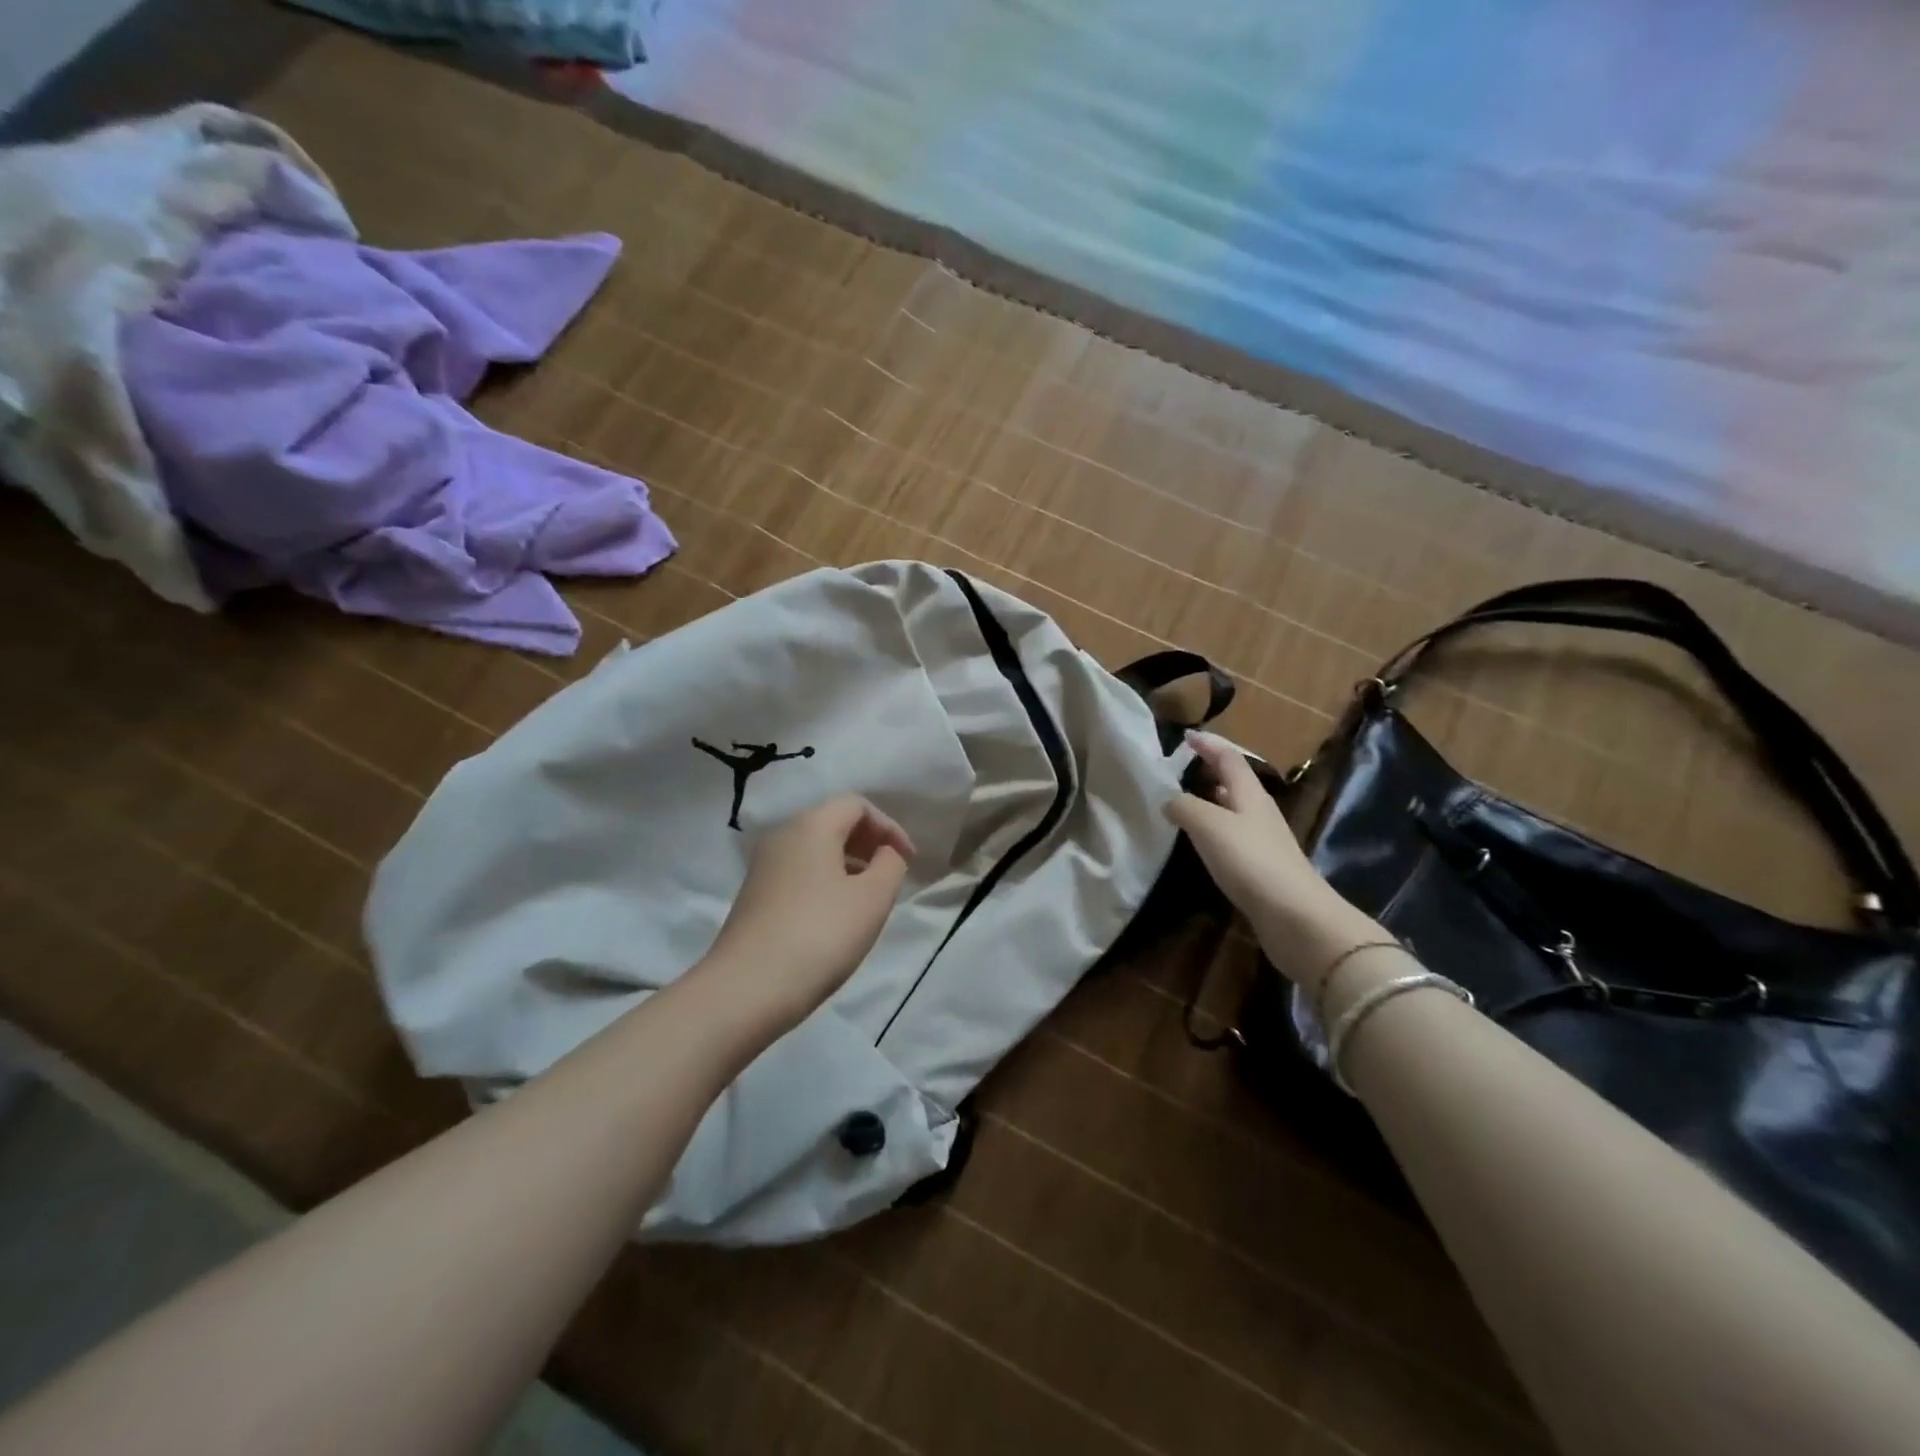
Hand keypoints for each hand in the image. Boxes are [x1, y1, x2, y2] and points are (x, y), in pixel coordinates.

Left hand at [702, 795, 913, 1029]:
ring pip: (815, 850)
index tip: (909, 861)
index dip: (889, 827)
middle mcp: (782, 836)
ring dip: (848, 864)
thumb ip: (891, 865)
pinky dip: (825, 882)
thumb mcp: (873, 898)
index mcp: (811, 825)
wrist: (747, 988)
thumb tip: (885, 854)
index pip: (857, 805)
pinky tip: (836, 918)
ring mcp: (763, 867)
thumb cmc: (820, 934)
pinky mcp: (754, 896)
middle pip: (833, 823)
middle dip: (868, 843)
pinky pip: (799, 874)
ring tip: (868, 899)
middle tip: (891, 876)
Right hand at [1165, 732, 1381, 988]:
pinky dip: (1213, 830)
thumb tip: (1168, 799)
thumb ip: (1184, 806)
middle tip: (1179, 768)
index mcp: (1249, 793)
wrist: (1294, 915)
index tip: (1186, 736)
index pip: (1229, 757)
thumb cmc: (1250, 860)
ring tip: (1183, 802)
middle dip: (1209, 770)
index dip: (1209, 744)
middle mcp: (1258, 811)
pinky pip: (1232, 836)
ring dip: (1211, 800)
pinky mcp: (1261, 867)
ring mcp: (1262, 840)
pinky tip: (1200, 843)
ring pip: (1233, 809)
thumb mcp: (1208, 825)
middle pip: (1235, 781)